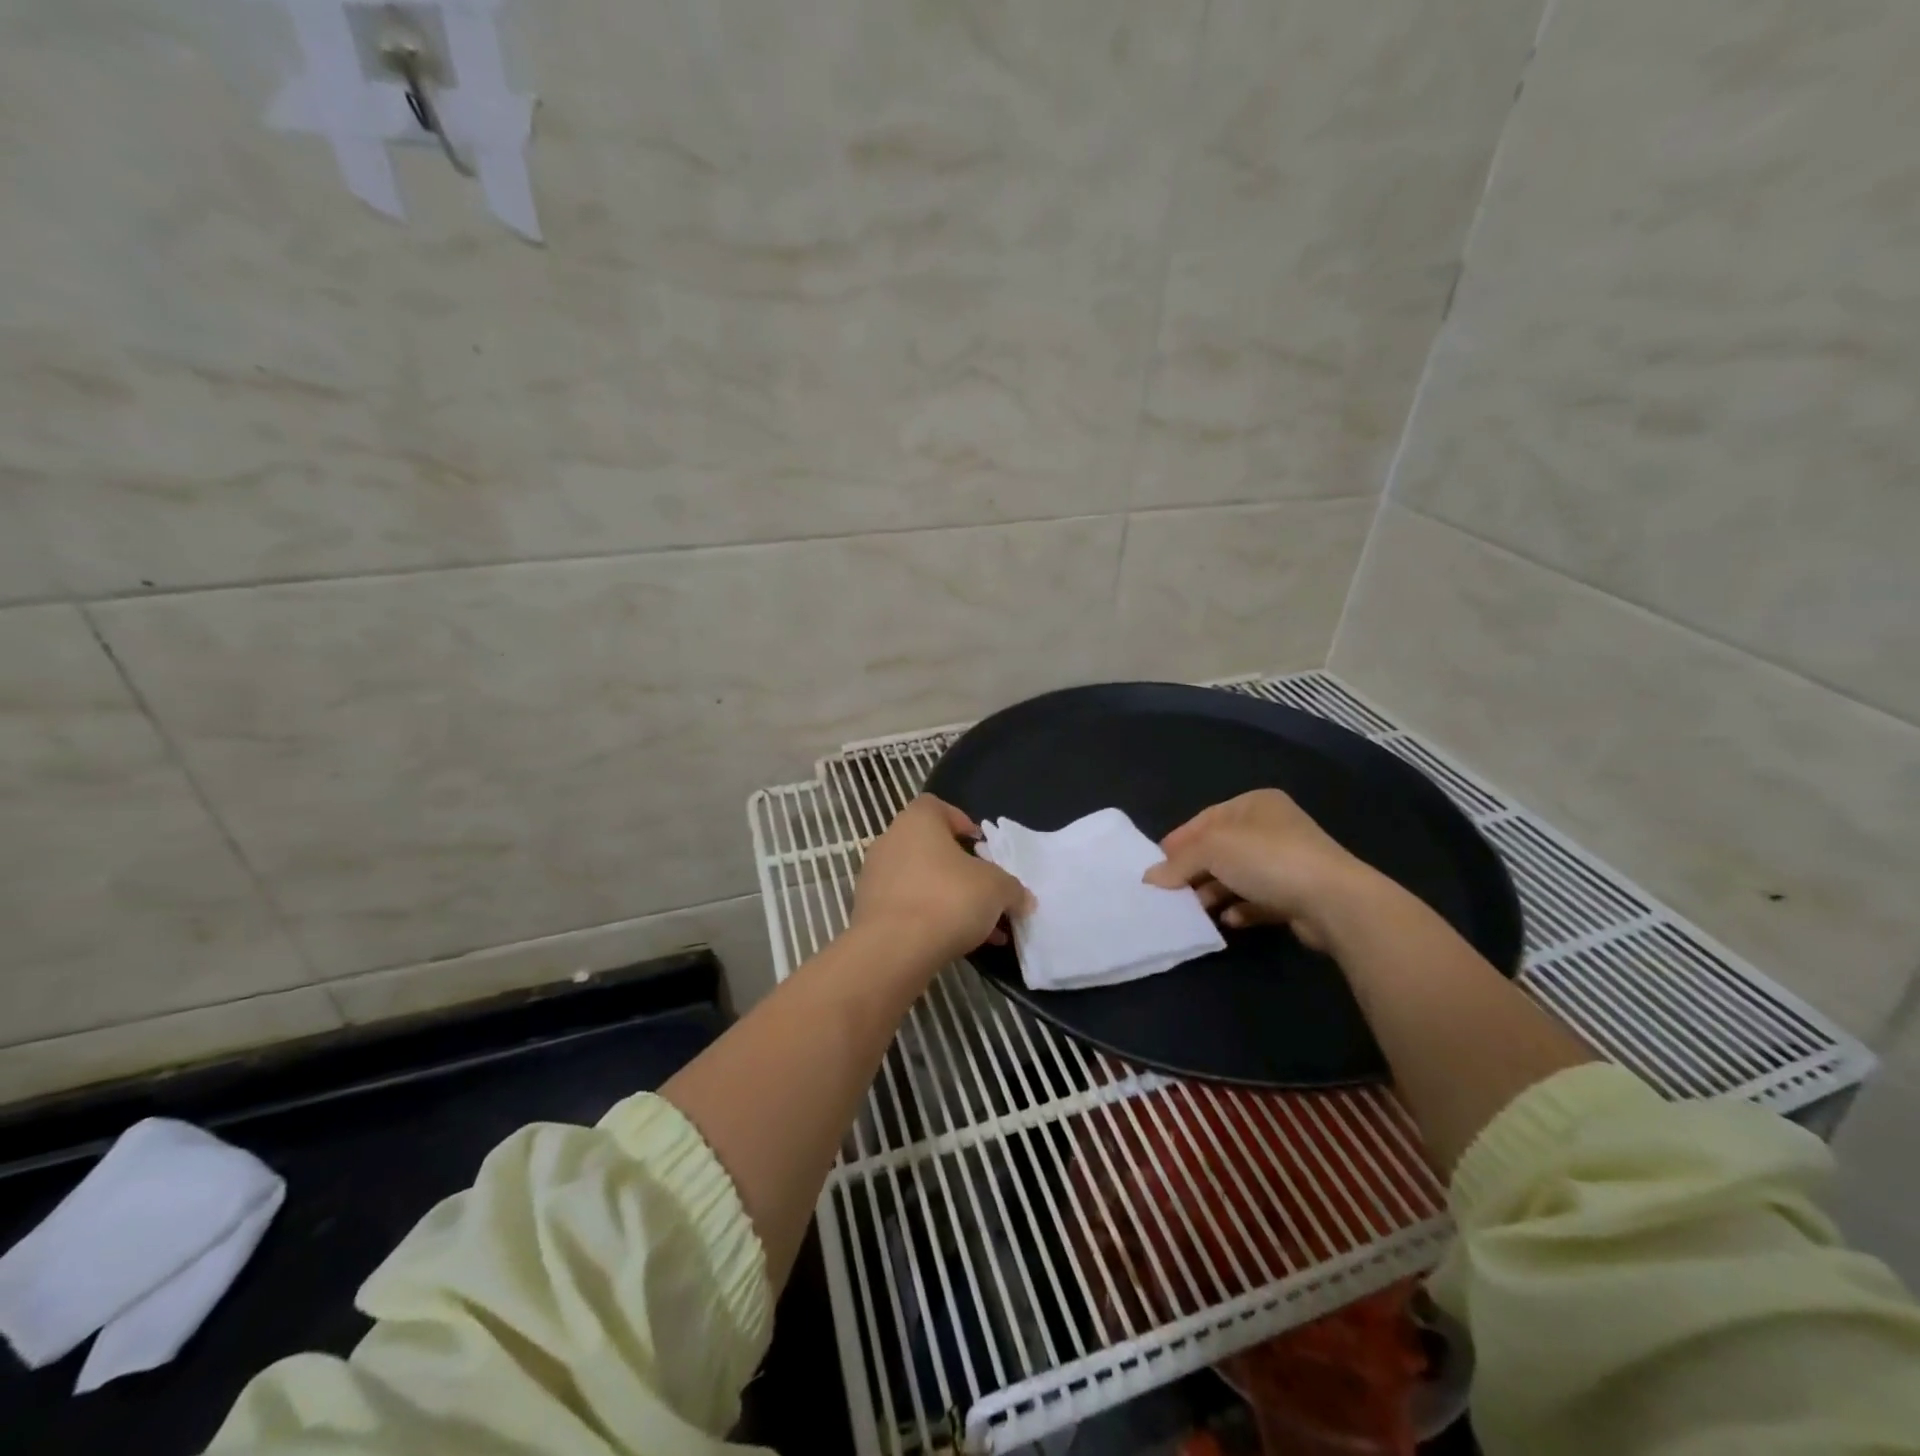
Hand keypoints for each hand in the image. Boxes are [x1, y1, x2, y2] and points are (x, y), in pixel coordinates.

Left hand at [852, 796, 1034, 968]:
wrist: (893, 950)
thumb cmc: (948, 899)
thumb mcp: (997, 889)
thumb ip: (1013, 889)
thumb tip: (1023, 899)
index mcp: (917, 821)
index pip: (937, 806)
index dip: (961, 822)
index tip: (981, 846)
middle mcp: (890, 841)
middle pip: (931, 848)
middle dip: (961, 870)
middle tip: (985, 891)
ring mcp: (875, 877)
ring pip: (921, 881)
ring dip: (949, 899)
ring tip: (981, 928)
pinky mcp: (868, 911)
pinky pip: (907, 907)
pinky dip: (930, 919)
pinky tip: (958, 944)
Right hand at [1142, 789, 1375, 949]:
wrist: (1334, 901)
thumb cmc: (1267, 858)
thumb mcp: (1212, 849)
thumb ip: (1178, 862)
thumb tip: (1150, 878)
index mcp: (1255, 804)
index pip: (1205, 819)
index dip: (1179, 841)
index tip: (1157, 865)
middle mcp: (1272, 828)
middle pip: (1220, 848)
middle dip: (1194, 870)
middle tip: (1171, 892)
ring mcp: (1287, 862)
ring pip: (1238, 876)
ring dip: (1214, 892)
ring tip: (1195, 909)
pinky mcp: (1296, 895)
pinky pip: (1258, 900)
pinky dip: (1240, 908)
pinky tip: (1228, 921)